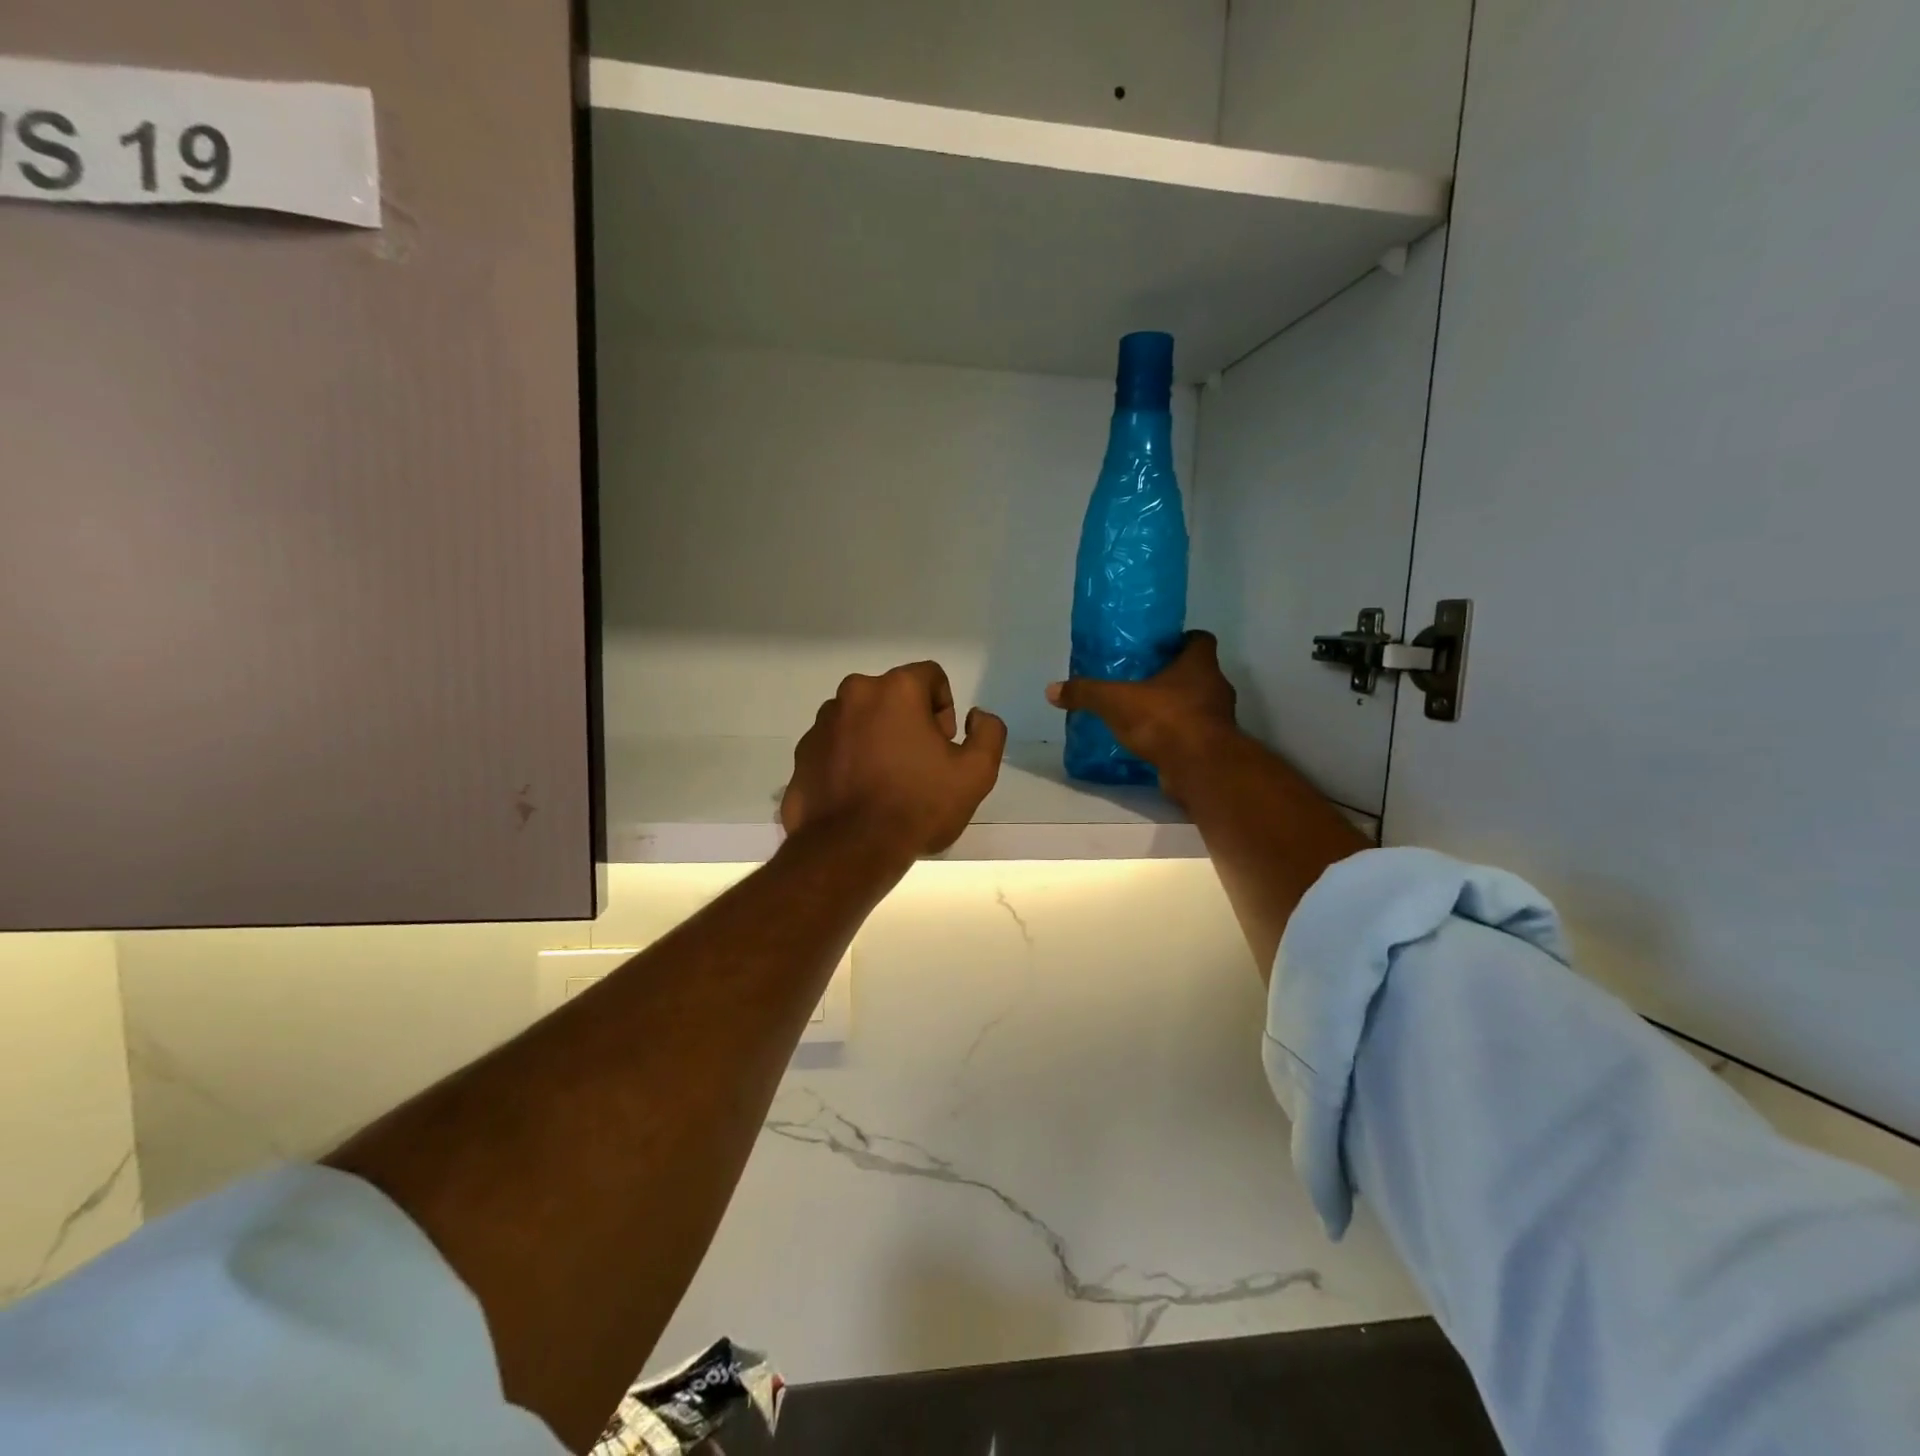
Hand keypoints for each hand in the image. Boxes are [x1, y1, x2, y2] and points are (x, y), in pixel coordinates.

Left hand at [782, 662, 1007, 859]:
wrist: (850, 851)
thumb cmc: (917, 806)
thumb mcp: (976, 773)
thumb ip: (988, 733)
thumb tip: (976, 716)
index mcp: (895, 689)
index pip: (931, 677)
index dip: (944, 709)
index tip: (943, 747)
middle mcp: (853, 694)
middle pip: (892, 696)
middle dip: (910, 722)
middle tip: (919, 766)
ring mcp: (822, 724)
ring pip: (861, 719)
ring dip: (877, 738)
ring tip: (886, 782)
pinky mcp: (802, 754)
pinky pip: (836, 745)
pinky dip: (850, 759)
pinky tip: (860, 794)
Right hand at [1046, 631, 1239, 778]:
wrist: (1199, 769)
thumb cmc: (1164, 720)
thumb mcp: (1115, 701)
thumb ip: (1086, 693)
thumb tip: (1051, 690)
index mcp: (1199, 665)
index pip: (1200, 640)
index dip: (1182, 641)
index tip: (1159, 648)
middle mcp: (1215, 687)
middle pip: (1197, 673)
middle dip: (1172, 676)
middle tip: (1141, 681)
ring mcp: (1218, 719)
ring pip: (1196, 705)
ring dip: (1175, 708)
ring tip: (1142, 713)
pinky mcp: (1213, 748)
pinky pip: (1192, 734)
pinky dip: (1175, 736)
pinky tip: (1150, 742)